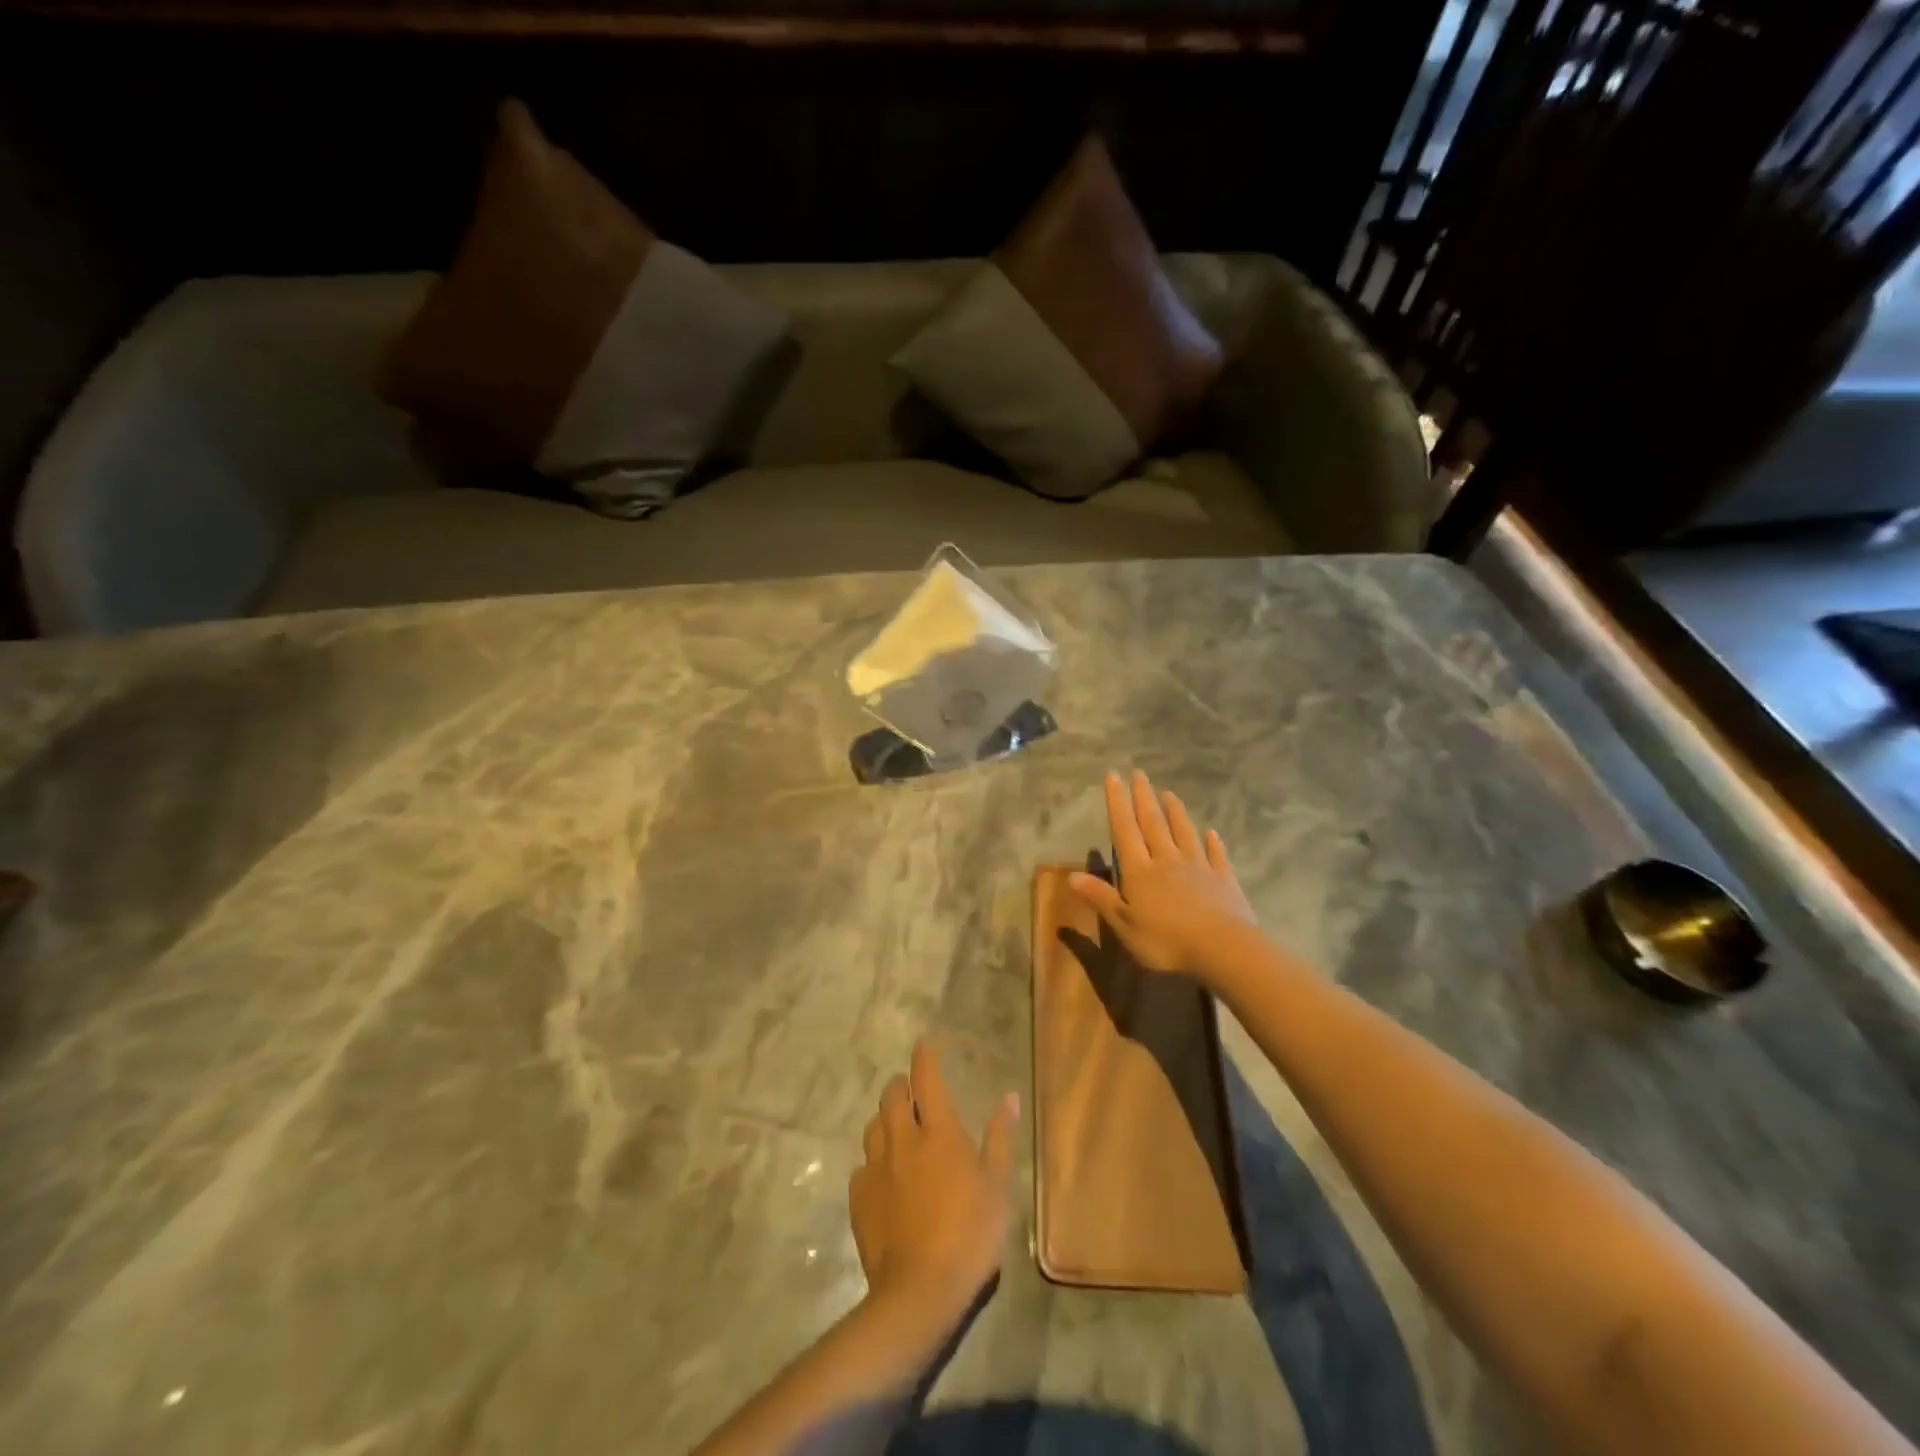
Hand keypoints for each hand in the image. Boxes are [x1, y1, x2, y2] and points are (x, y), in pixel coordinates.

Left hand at [850, 1043, 1019, 1323]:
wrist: (919, 1292)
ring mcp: (876, 1167)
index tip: (925, 1045)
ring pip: (874, 1126)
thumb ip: (1000, 1139)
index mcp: (938, 1132)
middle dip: (900, 1086)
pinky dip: (874, 1162)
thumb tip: (1009, 1097)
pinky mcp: (858, 1196)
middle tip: (911, 1092)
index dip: (925, 1057)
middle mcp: (903, 1139)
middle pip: (892, 1095)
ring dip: (885, 1119)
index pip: (926, 1078)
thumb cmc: (969, 1235)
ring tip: (897, 1130)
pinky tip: (884, 1178)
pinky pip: (863, 1165)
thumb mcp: (997, 1187)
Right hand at [1068, 770, 1256, 979]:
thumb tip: (1072, 875)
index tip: (1114, 776)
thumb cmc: (1166, 941)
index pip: (1124, 830)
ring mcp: (1198, 868)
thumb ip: (1100, 898)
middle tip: (1139, 773)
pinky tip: (1212, 833)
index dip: (1118, 803)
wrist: (1223, 949)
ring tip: (1169, 794)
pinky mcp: (1223, 881)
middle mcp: (1167, 861)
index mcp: (1140, 871)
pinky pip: (1216, 856)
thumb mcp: (1124, 925)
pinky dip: (1213, 843)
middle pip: (1153, 824)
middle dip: (1143, 798)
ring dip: (1176, 813)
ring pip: (1184, 833)